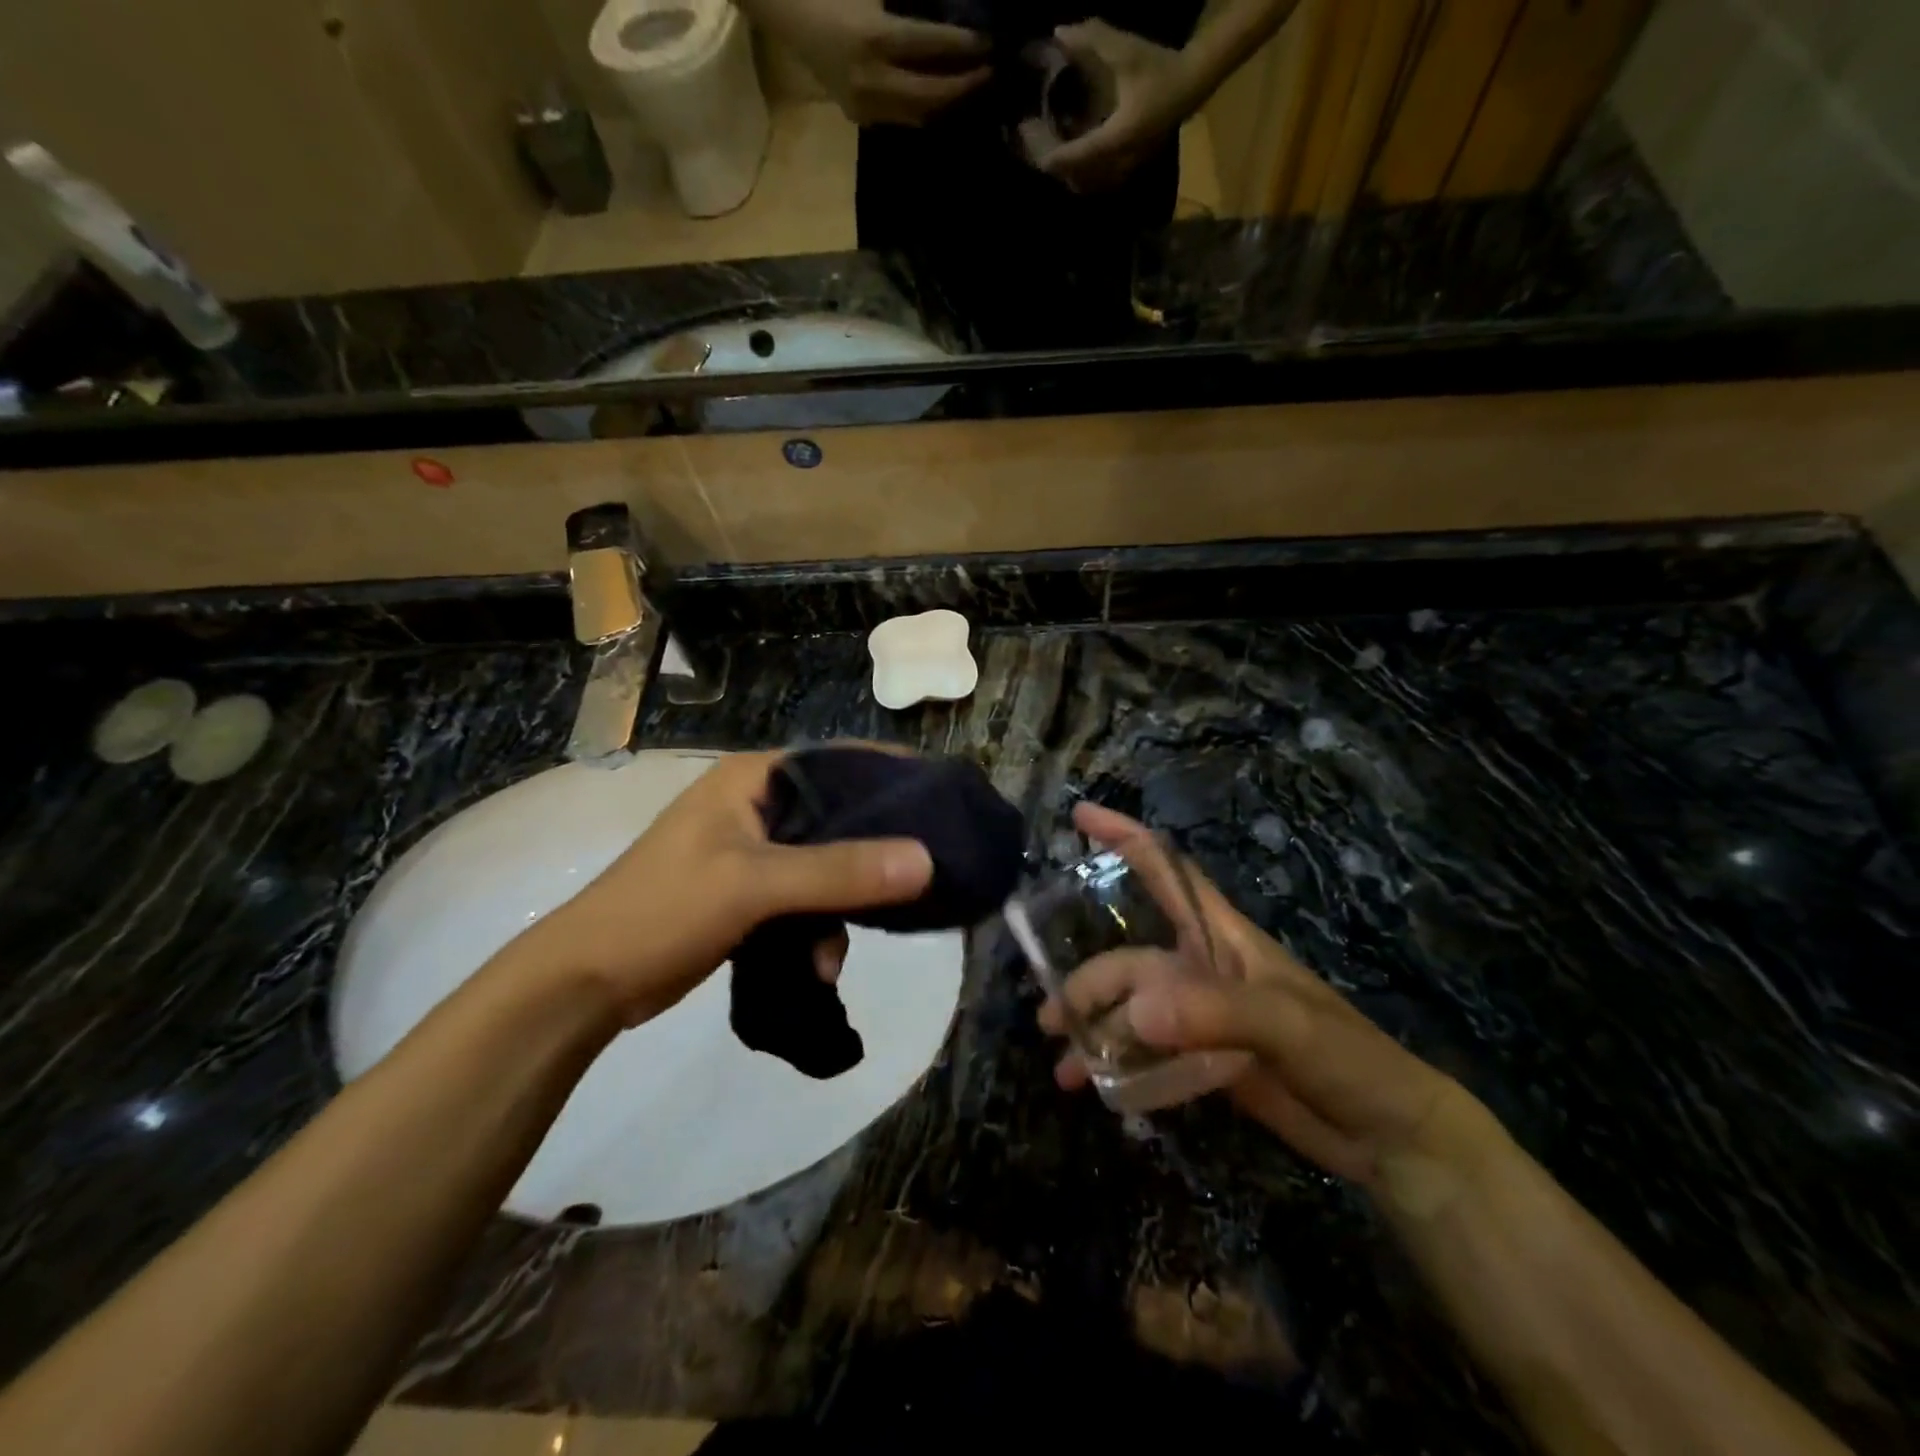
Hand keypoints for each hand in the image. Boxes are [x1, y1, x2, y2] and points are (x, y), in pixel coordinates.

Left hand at [516, 750, 932, 1026]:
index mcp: (754, 779)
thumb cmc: (664, 910)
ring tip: (831, 955)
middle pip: (839, 817)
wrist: (586, 982)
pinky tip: (816, 966)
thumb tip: (925, 859)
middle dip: (872, 857)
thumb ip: (840, 871)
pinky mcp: (751, 893)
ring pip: (827, 866)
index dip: (892, 777)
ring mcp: (753, 851)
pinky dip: (816, 931)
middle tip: (919, 880)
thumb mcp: (754, 885)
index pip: (839, 761)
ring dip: (840, 909)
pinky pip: (806, 900)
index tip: (944, 801)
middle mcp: (758, 805)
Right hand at [741, 0, 989, 125]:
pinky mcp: (861, 117)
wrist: (787, 14)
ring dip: (949, 104)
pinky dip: (927, 109)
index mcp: (874, 39)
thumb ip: (910, 6)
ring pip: (920, 114)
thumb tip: (948, 12)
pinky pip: (903, 118)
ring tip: (973, 87)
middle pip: (931, 96)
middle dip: (964, 86)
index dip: (965, 47)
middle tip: (991, 73)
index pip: (932, 47)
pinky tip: (944, 97)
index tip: (991, 44)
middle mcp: (872, 82)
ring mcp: (866, 106)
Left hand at [1028, 21, 1199, 192]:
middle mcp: (1120, 162)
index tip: (1030, 145)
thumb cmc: (1160, 67)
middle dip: (1054, 165)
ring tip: (1048, 154)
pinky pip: (1098, 184)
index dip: (1052, 155)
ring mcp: (1126, 169)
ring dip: (1066, 174)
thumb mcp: (1126, 50)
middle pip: (1077, 177)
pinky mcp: (1129, 170)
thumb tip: (1059, 33)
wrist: (1193, 83)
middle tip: (1033, 148)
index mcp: (1117, 138)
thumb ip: (1092, 41)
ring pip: (1087, 185)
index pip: (1077, 157)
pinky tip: (1071, 161)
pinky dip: (1080, 176)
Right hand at [1039, 804, 1469, 1186]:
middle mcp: (1201, 969)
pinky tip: (1091, 1086)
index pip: (1167, 871)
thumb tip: (1135, 1013)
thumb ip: (1213, 1013)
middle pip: (1130, 960)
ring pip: (1130, 1009)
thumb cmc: (1346, 1057)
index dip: (1124, 837)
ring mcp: (1199, 1017)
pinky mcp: (1201, 1059)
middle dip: (1089, 983)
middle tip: (1053, 1021)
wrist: (1386, 1136)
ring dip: (1094, 1030)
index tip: (1079, 815)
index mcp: (1222, 938)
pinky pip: (1145, 1052)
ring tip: (1063, 1063)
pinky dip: (1117, 1065)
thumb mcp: (1286, 1024)